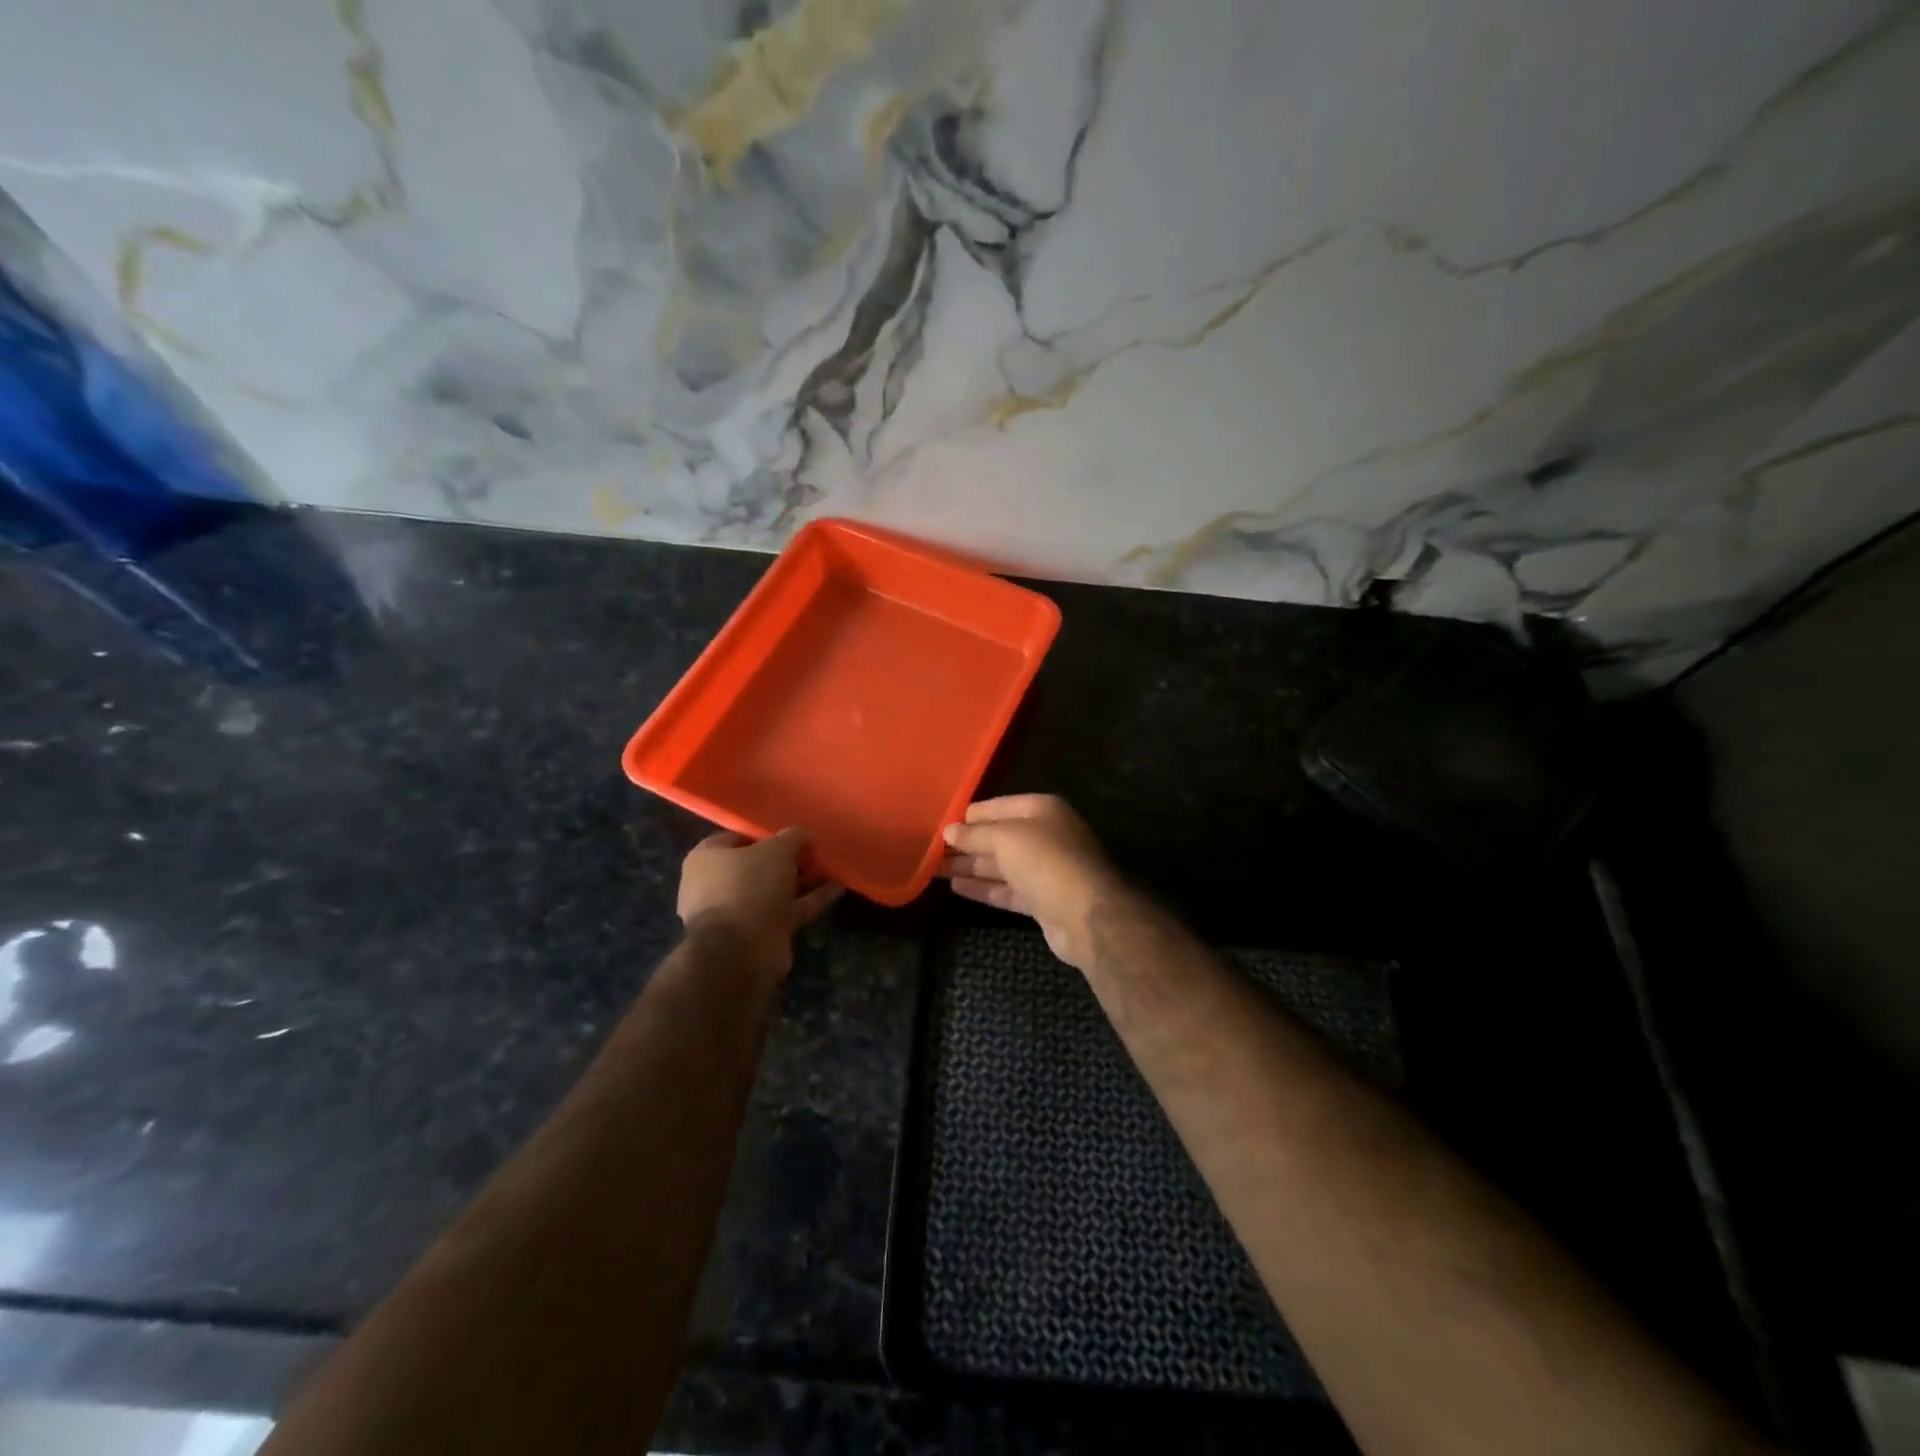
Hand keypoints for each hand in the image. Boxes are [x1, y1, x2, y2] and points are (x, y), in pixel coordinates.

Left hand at [677, 828, 842, 977]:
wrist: (740, 951)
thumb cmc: (748, 886)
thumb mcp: (776, 850)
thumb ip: (792, 837)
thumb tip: (803, 834)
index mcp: (706, 859)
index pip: (736, 838)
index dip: (765, 834)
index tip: (792, 834)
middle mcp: (716, 885)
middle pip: (756, 866)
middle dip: (785, 860)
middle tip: (813, 852)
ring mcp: (738, 913)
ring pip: (774, 890)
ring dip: (801, 880)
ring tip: (830, 867)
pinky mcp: (759, 934)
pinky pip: (788, 910)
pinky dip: (811, 900)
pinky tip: (837, 888)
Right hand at [938, 795, 1130, 970]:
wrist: (1086, 915)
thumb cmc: (1046, 861)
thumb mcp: (1006, 838)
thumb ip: (975, 834)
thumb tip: (949, 831)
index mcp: (1041, 810)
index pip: (999, 807)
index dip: (970, 816)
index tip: (940, 824)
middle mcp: (1045, 835)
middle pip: (999, 837)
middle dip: (967, 843)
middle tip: (931, 850)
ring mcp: (1045, 870)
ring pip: (1001, 865)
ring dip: (970, 867)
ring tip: (935, 869)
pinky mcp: (1042, 900)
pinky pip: (1006, 889)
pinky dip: (983, 888)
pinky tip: (956, 887)